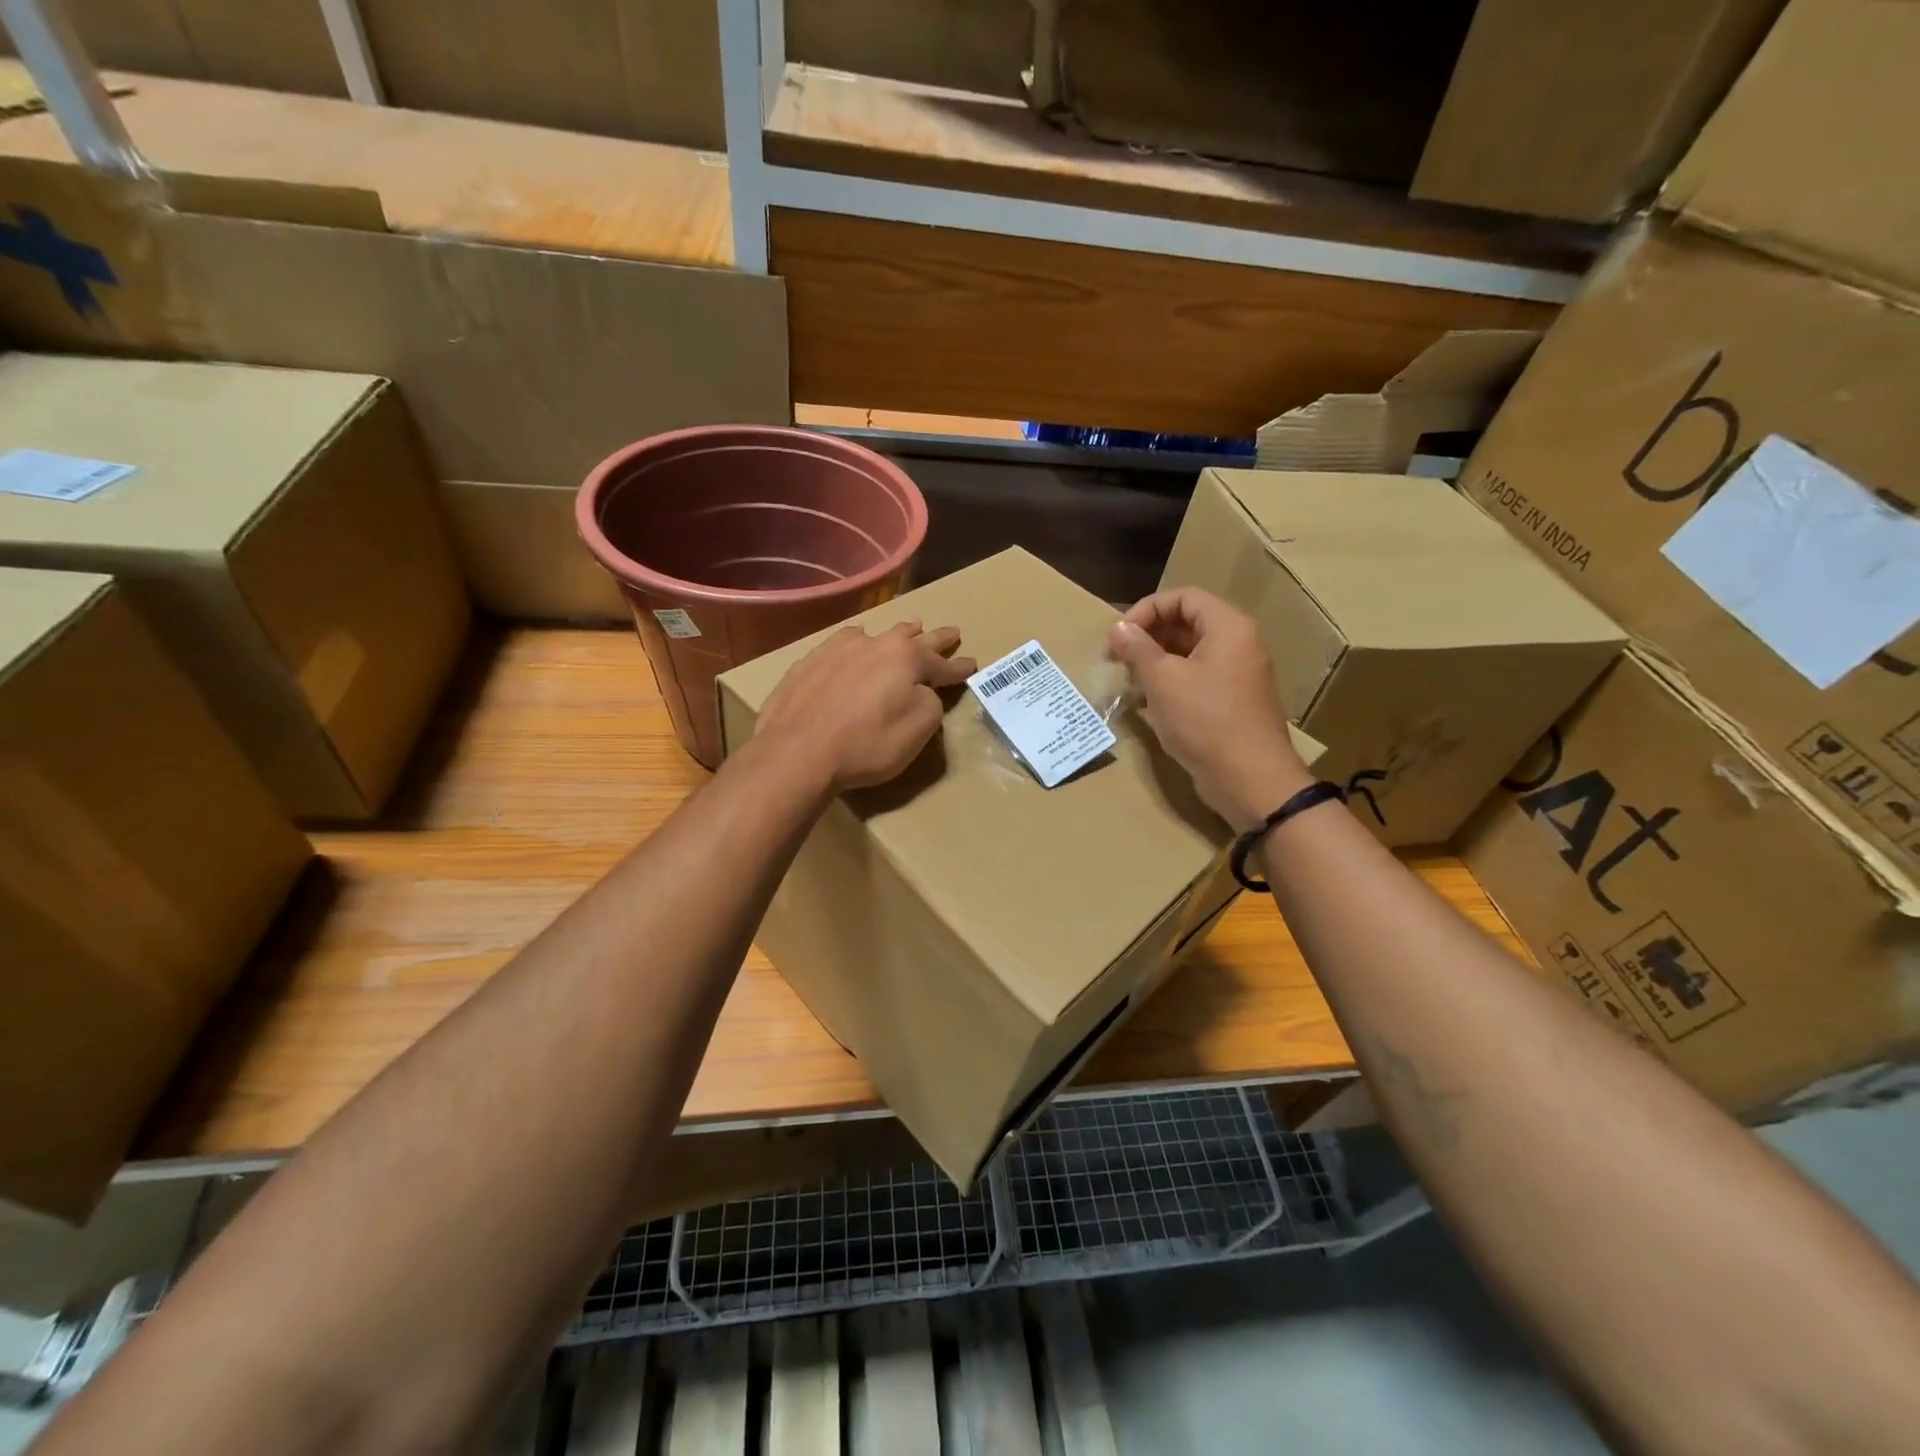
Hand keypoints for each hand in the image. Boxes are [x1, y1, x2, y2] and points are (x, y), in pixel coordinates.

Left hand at [756, 619, 976, 792]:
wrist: (798, 751)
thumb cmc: (868, 743)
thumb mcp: (918, 730)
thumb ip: (929, 704)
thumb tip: (922, 692)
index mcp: (907, 660)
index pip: (942, 663)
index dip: (959, 667)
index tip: (972, 663)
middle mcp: (875, 645)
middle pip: (912, 638)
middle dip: (934, 637)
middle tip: (950, 631)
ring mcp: (838, 649)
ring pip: (876, 633)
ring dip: (897, 632)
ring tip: (910, 624)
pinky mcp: (809, 662)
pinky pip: (841, 642)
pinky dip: (856, 641)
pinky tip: (854, 639)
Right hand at [1108, 588, 1312, 829]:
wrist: (1251, 780)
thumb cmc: (1205, 721)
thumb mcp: (1163, 681)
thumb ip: (1138, 649)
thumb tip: (1119, 629)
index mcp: (1228, 627)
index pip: (1183, 597)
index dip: (1146, 610)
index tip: (1119, 636)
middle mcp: (1238, 644)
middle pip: (1187, 622)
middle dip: (1148, 636)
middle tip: (1117, 658)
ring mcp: (1237, 674)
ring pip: (1190, 652)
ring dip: (1156, 661)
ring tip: (1128, 680)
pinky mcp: (1232, 702)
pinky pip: (1197, 678)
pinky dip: (1171, 682)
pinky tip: (1148, 703)